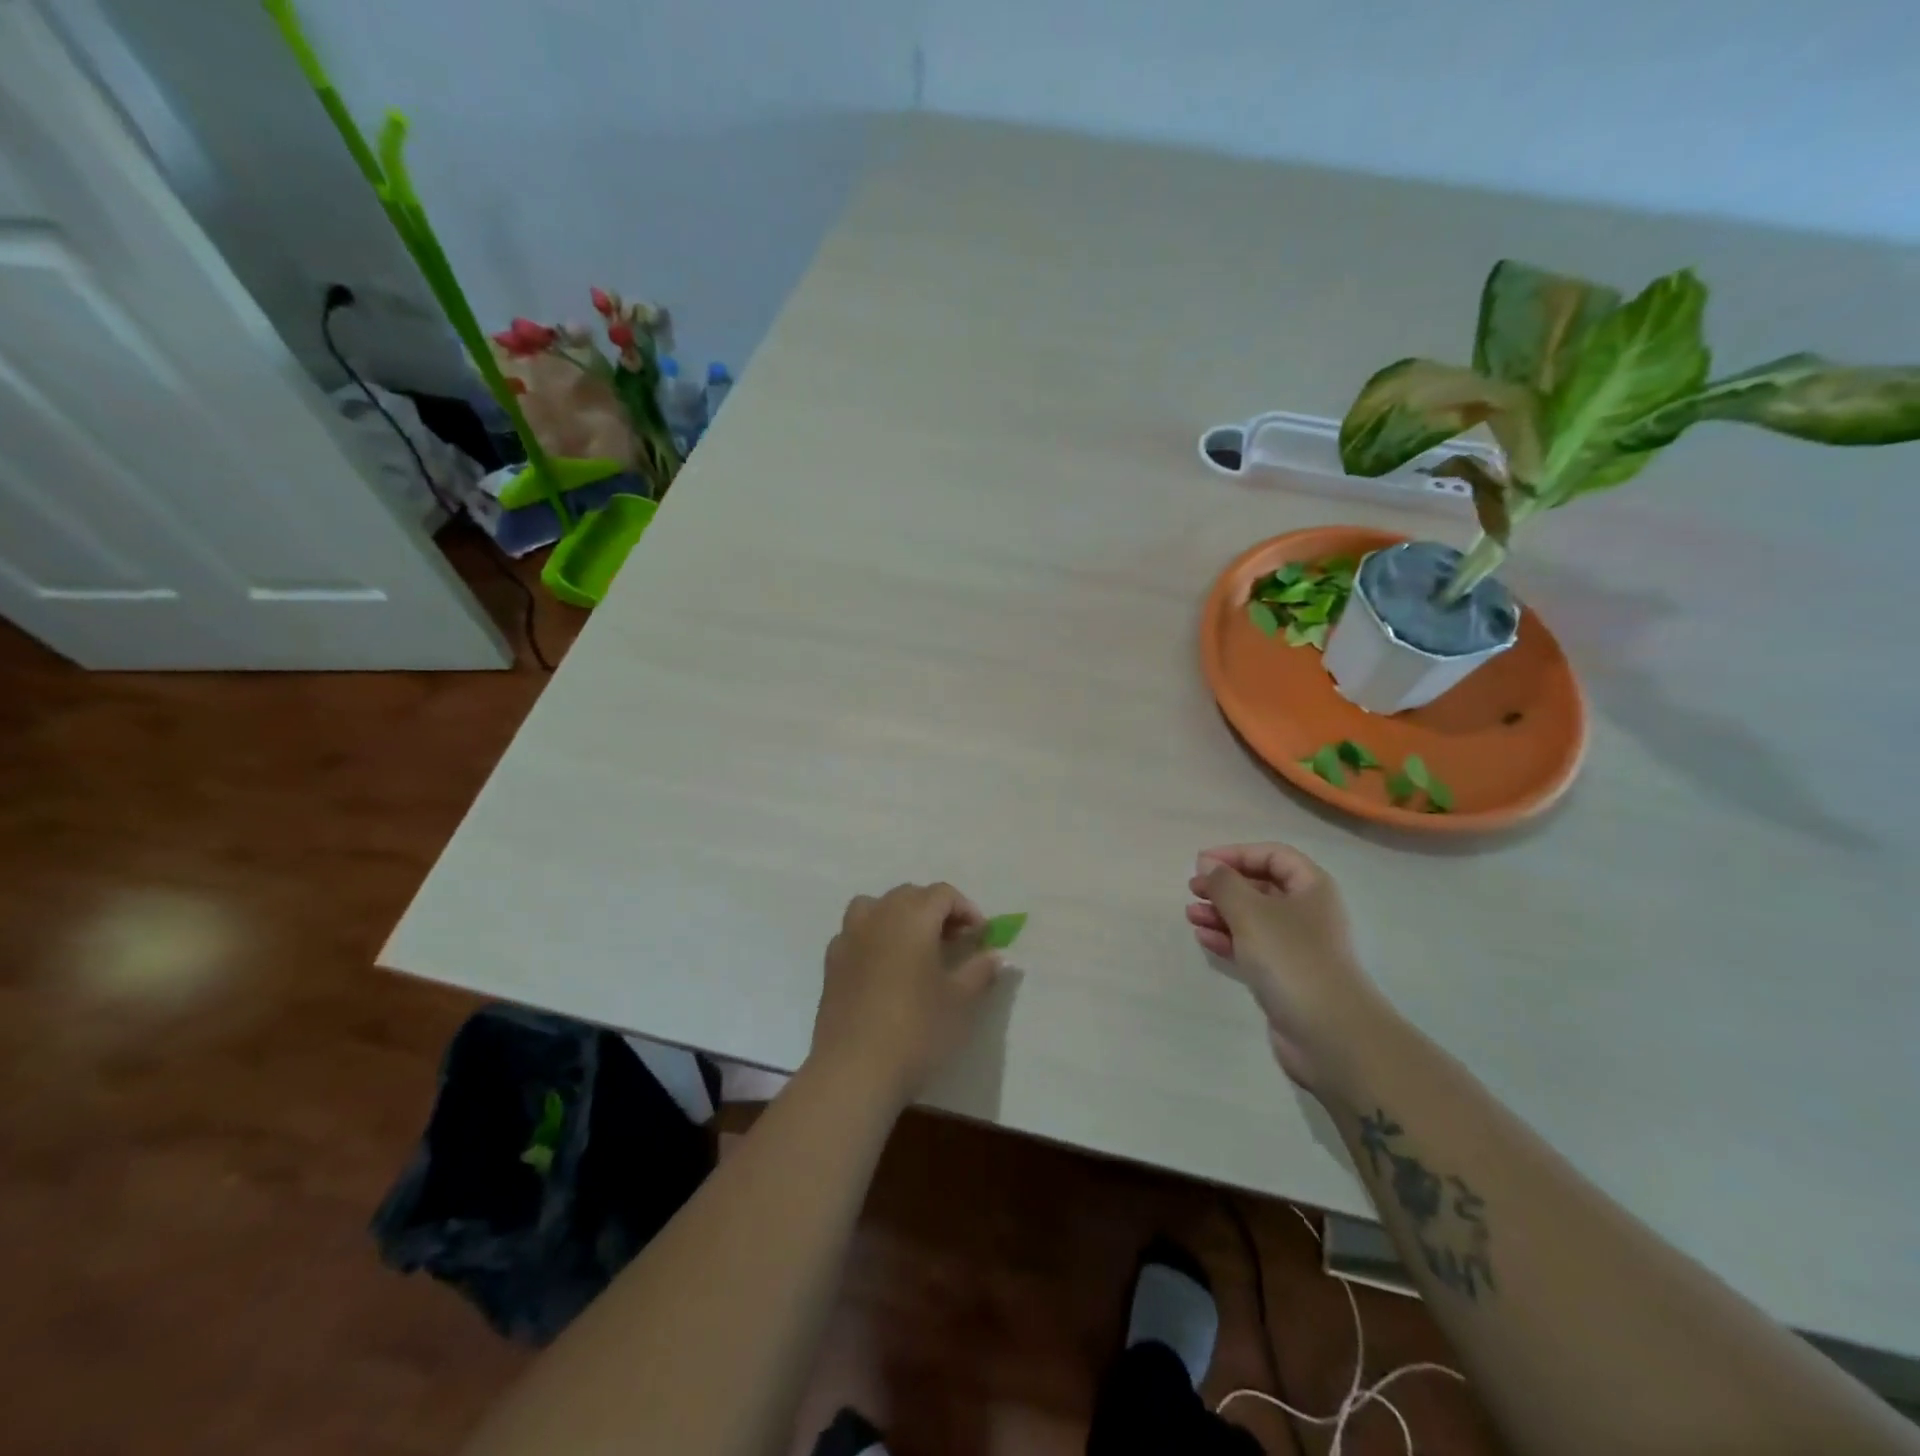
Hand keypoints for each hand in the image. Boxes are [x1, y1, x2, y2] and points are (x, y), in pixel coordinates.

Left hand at [809, 883, 1003, 1106]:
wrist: (854, 1070)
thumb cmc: (916, 1029)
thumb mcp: (960, 1001)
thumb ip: (979, 970)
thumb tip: (995, 955)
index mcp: (912, 917)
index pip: (942, 894)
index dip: (966, 909)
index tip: (980, 936)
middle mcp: (878, 916)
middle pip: (909, 895)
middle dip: (935, 911)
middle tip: (954, 942)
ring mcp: (849, 937)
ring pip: (876, 907)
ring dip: (899, 917)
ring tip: (915, 947)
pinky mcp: (831, 963)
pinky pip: (855, 932)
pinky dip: (873, 937)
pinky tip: (884, 968)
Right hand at [1186, 843, 1384, 1089]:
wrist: (1329, 1032)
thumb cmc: (1291, 958)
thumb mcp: (1250, 911)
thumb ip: (1224, 883)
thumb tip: (1208, 865)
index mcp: (1311, 887)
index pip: (1273, 855)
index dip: (1237, 854)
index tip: (1202, 863)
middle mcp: (1307, 912)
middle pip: (1261, 886)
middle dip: (1225, 885)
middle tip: (1193, 889)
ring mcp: (1297, 946)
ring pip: (1253, 918)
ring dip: (1221, 913)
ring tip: (1191, 915)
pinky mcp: (1285, 974)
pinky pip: (1251, 946)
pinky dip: (1227, 939)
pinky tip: (1203, 938)